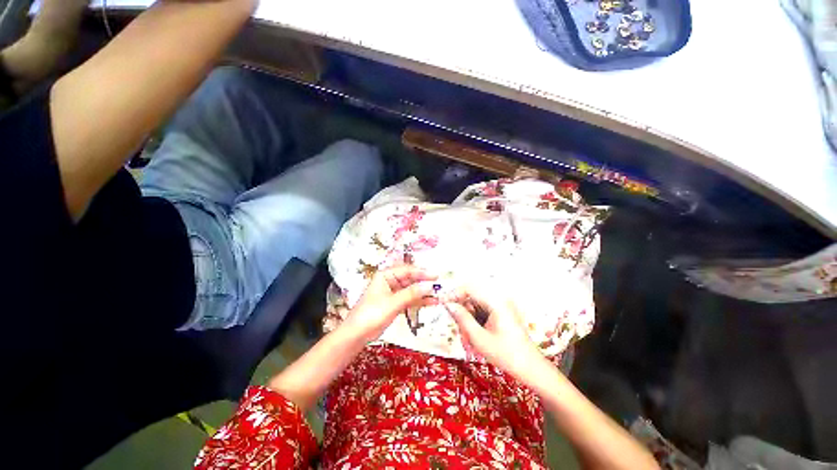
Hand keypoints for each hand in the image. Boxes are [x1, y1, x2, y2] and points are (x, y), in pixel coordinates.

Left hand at [341, 266, 437, 342]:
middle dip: (424, 282)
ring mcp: (393, 292)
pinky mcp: (395, 303)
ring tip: (439, 295)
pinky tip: (431, 302)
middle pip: (410, 279)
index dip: (422, 272)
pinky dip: (419, 301)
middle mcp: (390, 281)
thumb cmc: (372, 315)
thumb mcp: (393, 303)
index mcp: (386, 275)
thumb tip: (430, 286)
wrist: (356, 335)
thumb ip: (412, 293)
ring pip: (411, 289)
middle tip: (440, 285)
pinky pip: (409, 299)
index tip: (436, 276)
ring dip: (423, 292)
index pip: (407, 270)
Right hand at [443, 286, 548, 384]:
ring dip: (467, 312)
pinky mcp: (502, 311)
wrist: (531, 368)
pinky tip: (474, 330)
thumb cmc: (506, 355)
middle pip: (473, 293)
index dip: (454, 293)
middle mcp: (500, 299)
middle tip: (453, 320)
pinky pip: (483, 307)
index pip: (469, 288)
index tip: (442, 303)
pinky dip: (475, 316)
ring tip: (465, 330)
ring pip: (476, 301)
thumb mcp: (479, 338)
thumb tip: (448, 305)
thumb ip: (462, 318)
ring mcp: (502, 305)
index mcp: (496, 302)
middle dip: (461, 305)